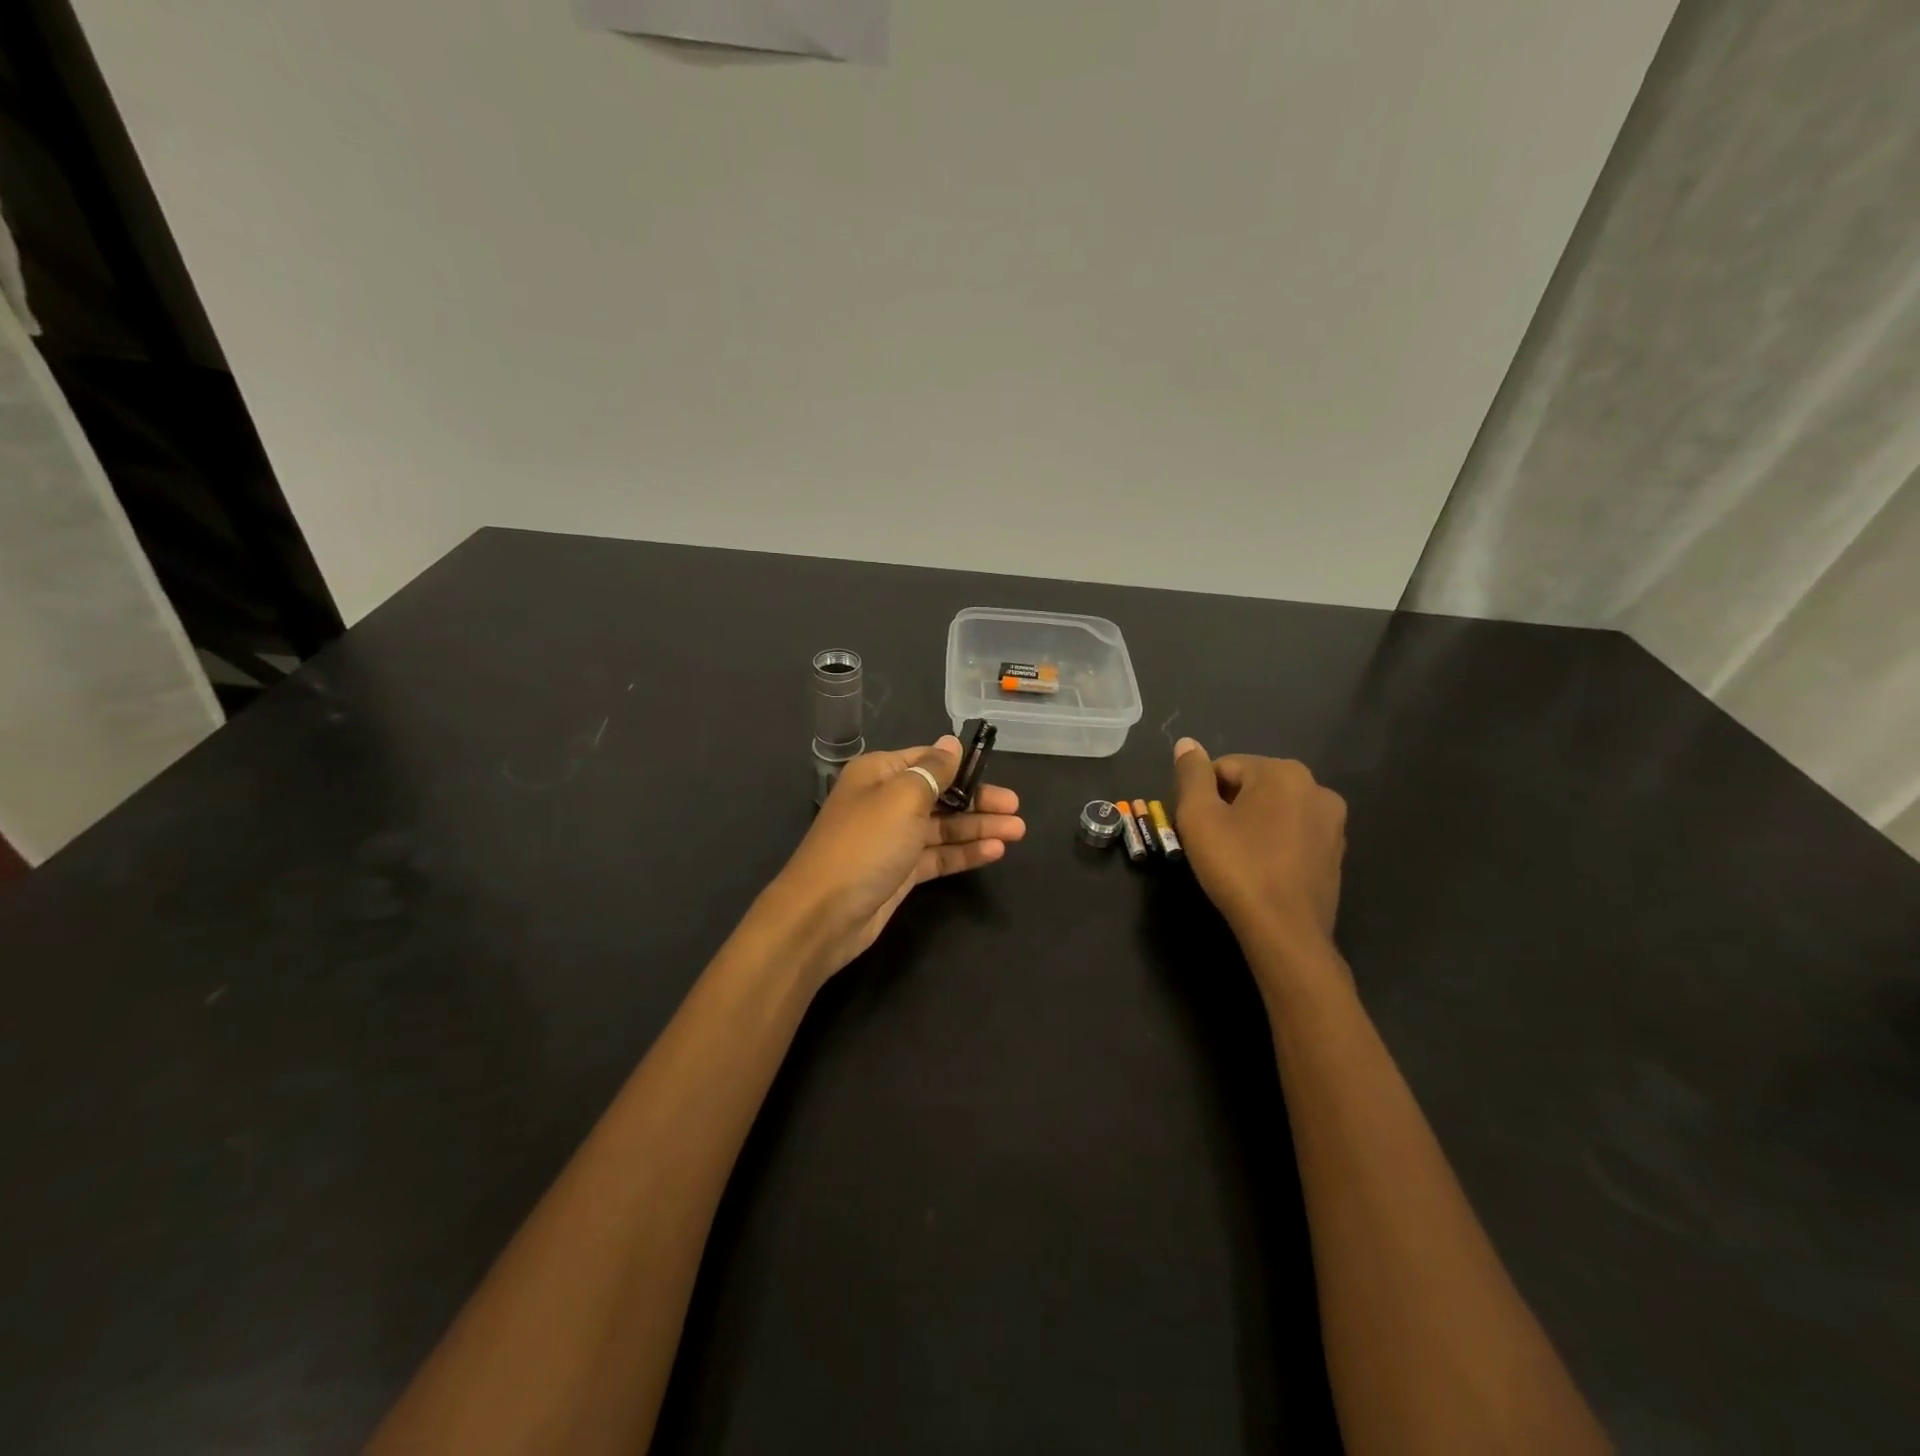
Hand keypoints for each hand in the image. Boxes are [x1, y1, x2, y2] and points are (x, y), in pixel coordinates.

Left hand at [761, 736, 1024, 981]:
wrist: (824, 914)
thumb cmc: (865, 844)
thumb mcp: (903, 797)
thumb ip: (933, 770)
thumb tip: (951, 743)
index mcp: (879, 773)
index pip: (927, 760)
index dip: (962, 766)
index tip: (996, 771)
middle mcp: (885, 801)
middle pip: (940, 794)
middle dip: (978, 800)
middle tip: (1016, 809)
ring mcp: (893, 839)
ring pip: (943, 827)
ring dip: (978, 828)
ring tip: (1018, 832)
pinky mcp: (900, 872)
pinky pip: (938, 856)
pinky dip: (964, 853)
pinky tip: (995, 851)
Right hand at [1172, 737, 1345, 952]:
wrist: (1285, 931)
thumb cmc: (1237, 866)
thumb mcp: (1199, 816)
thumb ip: (1191, 774)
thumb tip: (1187, 743)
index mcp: (1283, 772)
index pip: (1225, 767)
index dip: (1202, 795)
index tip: (1197, 826)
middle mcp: (1316, 788)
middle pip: (1252, 786)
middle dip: (1228, 807)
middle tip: (1212, 843)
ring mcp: (1333, 823)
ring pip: (1274, 811)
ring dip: (1251, 825)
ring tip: (1235, 858)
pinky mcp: (1335, 853)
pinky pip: (1293, 835)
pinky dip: (1273, 844)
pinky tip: (1260, 870)